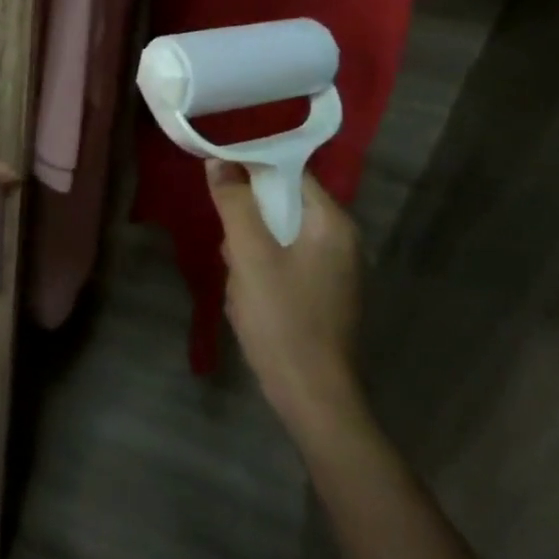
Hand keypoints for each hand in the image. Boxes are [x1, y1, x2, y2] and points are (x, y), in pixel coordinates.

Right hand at [208, 160, 368, 440]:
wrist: (313, 397)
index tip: (218, 172)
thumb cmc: (282, 318)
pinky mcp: (323, 295)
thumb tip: (218, 160)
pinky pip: (285, 263)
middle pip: (283, 205)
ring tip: (240, 280)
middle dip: (248, 221)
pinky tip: (249, 298)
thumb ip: (235, 203)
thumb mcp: (250, 255)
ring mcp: (334, 270)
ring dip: (251, 251)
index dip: (252, 167)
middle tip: (231, 247)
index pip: (291, 172)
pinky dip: (262, 271)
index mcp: (332, 223)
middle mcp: (341, 240)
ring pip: (279, 236)